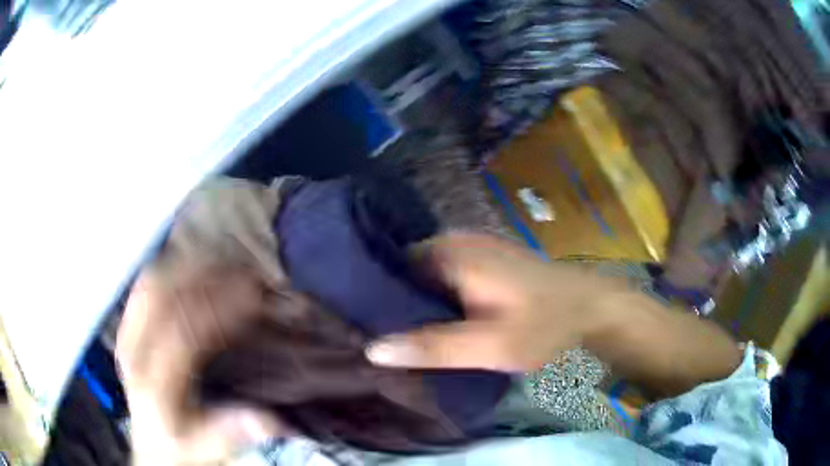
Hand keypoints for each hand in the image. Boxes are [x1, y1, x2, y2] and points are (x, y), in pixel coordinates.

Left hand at [116, 266, 285, 464]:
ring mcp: (128, 332)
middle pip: (161, 293)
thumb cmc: (178, 446)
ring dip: (190, 265)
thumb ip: (227, 434)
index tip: (254, 295)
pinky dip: (173, 269)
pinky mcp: (130, 326)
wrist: (152, 445)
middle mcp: (133, 350)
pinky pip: (147, 284)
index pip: (182, 331)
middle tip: (244, 272)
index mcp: (151, 383)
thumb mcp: (202, 451)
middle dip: (205, 274)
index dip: (219, 307)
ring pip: (152, 281)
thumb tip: (266, 419)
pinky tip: (197, 270)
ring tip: (226, 265)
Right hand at [365, 233, 620, 371]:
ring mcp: (472, 250)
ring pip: (425, 277)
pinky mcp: (485, 263)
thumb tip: (373, 349)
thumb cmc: (544, 324)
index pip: (388, 266)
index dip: (369, 295)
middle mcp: (455, 243)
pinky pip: (445, 279)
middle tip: (370, 335)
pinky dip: (434, 300)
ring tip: (391, 334)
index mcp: (450, 254)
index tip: (354, 324)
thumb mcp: (490, 345)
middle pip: (405, 272)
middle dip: (389, 302)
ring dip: (412, 304)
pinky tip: (429, 324)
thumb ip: (434, 347)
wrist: (590, 307)